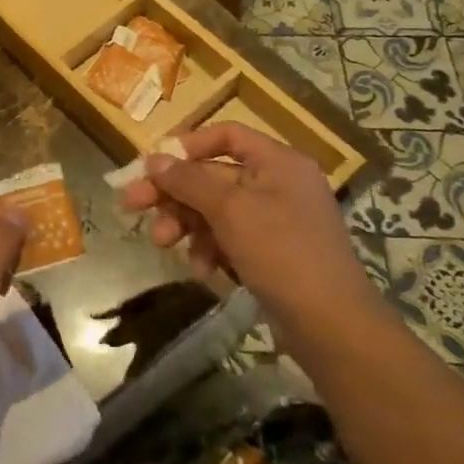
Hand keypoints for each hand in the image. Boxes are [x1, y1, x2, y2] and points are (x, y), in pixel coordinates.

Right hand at [119, 123, 376, 330]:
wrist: (332, 326)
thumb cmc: (282, 252)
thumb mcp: (229, 210)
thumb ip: (188, 181)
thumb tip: (153, 160)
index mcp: (278, 162)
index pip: (226, 136)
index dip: (187, 145)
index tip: (153, 165)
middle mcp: (278, 184)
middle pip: (213, 176)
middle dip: (173, 194)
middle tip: (131, 205)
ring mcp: (276, 221)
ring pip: (216, 210)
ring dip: (186, 224)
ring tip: (163, 244)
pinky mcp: (272, 253)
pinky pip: (229, 238)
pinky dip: (210, 250)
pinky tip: (202, 270)